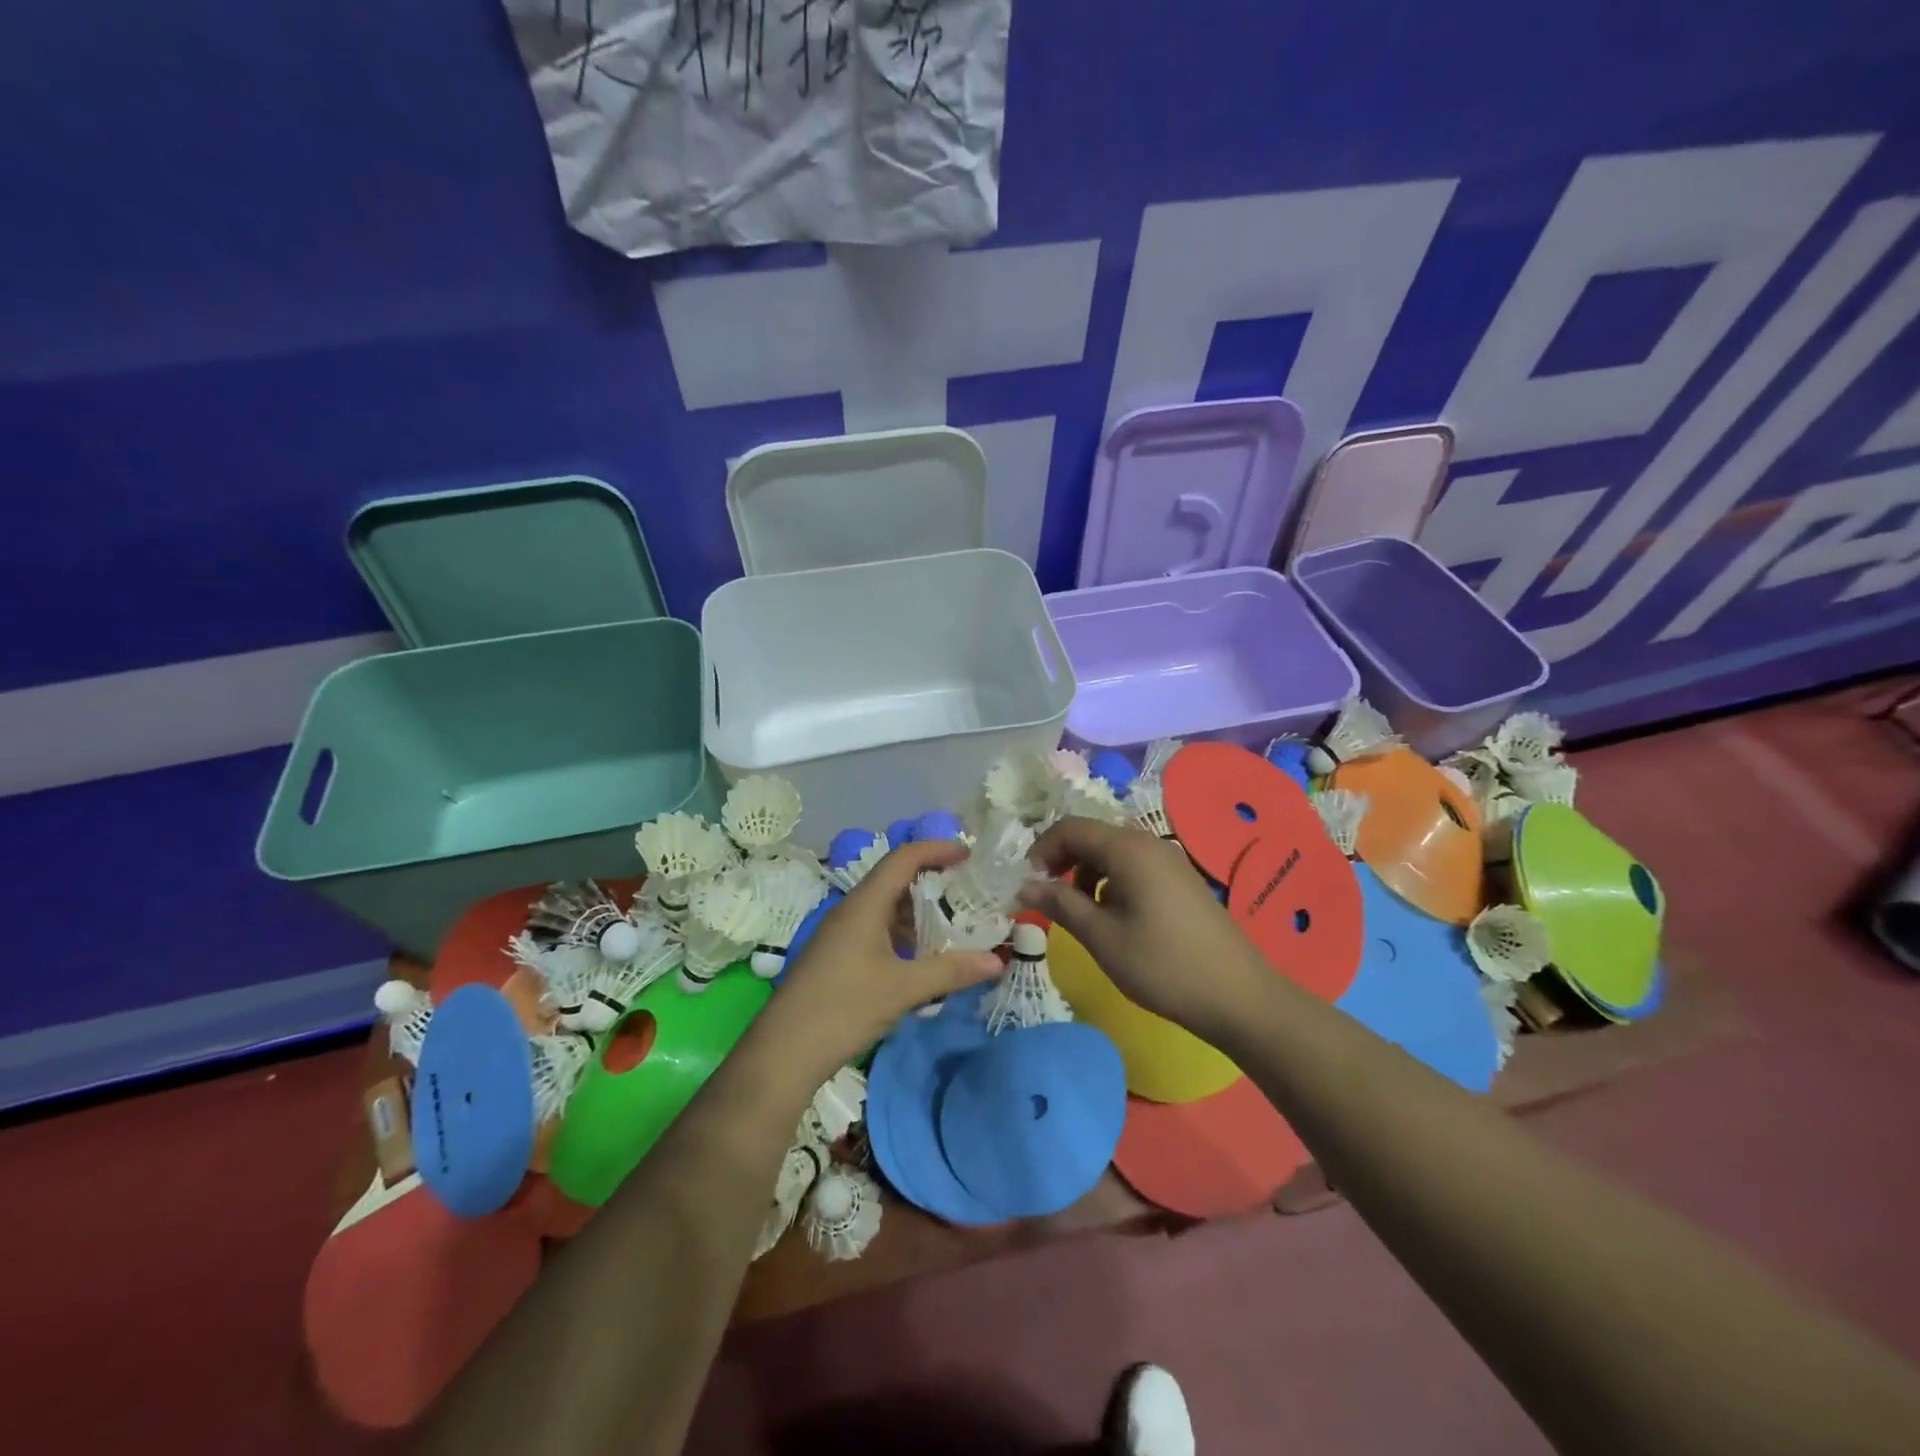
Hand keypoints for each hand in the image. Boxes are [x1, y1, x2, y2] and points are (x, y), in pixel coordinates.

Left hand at [752, 840, 1004, 1088]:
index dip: (936, 849)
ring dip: (918, 912)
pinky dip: (903, 934)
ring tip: (954, 925)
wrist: (784, 1051)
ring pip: (885, 908)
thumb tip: (999, 960)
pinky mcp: (837, 956)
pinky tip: (921, 958)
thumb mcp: (903, 989)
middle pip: (894, 879)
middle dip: (932, 881)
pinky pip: (876, 930)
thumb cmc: (844, 1007)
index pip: (903, 858)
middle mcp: (851, 910)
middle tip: (968, 891)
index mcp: (865, 904)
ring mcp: (841, 933)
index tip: (968, 854)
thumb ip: (951, 971)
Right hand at [1020, 817, 1267, 1044]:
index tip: (1028, 885)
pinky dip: (1112, 881)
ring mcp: (1170, 860)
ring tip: (1080, 912)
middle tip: (1048, 899)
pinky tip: (1115, 917)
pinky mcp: (1181, 880)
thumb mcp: (1101, 937)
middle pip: (1092, 835)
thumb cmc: (1162, 965)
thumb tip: (1024, 884)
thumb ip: (1060, 904)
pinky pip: (1135, 866)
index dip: (1041, 851)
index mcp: (1127, 849)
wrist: (1238, 996)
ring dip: (1087, 873)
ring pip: (1113, 852)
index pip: (1070, 828)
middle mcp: (1149, 842)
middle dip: (1063, 861)